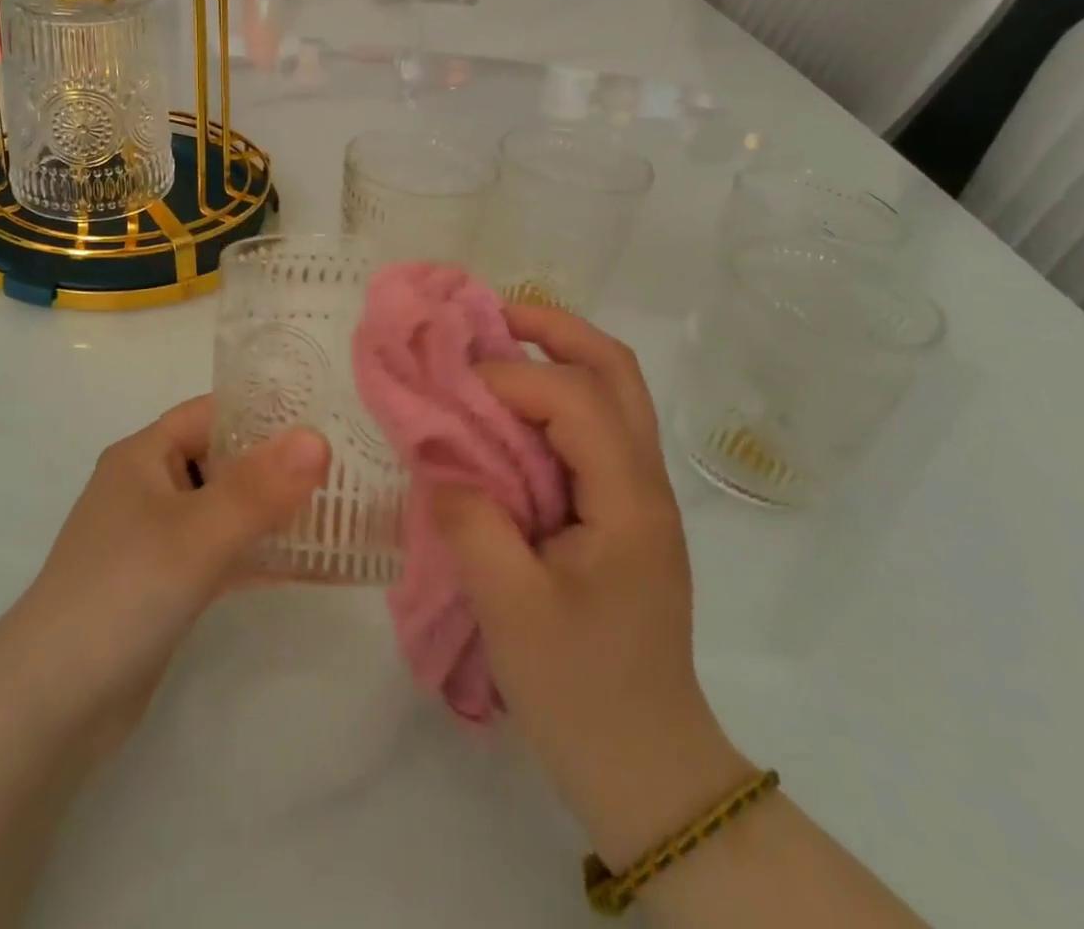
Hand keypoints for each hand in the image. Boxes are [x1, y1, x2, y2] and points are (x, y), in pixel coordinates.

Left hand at [0, 396, 329, 760]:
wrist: (51, 705)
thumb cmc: (123, 592)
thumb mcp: (197, 533)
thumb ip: (260, 488)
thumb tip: (318, 439)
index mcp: (144, 456)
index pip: (211, 412)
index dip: (263, 411)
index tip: (322, 419)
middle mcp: (148, 488)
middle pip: (223, 460)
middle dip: (277, 464)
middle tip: (342, 468)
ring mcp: (155, 540)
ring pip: (225, 510)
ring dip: (272, 512)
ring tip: (336, 511)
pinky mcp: (165, 586)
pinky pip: (221, 555)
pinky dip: (258, 555)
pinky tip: (309, 564)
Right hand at [431, 307, 750, 866]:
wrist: (648, 767)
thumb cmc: (582, 693)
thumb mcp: (511, 611)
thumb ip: (470, 521)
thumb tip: (435, 456)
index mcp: (627, 500)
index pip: (574, 398)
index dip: (509, 376)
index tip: (451, 390)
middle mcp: (644, 482)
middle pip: (615, 371)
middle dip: (555, 329)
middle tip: (492, 315)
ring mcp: (638, 495)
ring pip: (613, 394)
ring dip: (559, 356)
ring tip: (497, 345)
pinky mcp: (620, 512)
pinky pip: (594, 429)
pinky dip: (554, 398)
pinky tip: (508, 411)